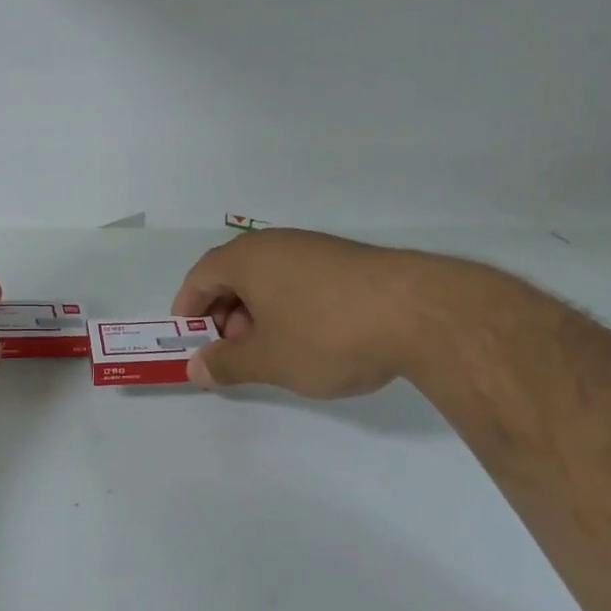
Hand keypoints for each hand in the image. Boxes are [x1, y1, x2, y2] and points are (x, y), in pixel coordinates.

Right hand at [171, 229, 451, 397]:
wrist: (422, 313)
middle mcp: (277, 244)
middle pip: (233, 274)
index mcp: (247, 258)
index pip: (201, 276)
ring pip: (269, 277)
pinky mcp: (346, 260)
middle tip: (233, 350)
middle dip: (224, 314)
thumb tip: (195, 366)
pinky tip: (310, 336)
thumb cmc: (327, 334)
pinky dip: (288, 305)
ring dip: (257, 311)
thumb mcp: (269, 359)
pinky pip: (298, 278)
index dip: (188, 307)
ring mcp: (314, 248)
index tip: (190, 338)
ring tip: (272, 348)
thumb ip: (227, 364)